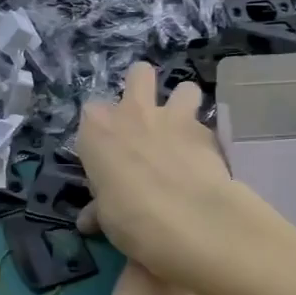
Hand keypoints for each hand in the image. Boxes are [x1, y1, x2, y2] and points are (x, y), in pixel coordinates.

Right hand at [74, 63, 260, 294]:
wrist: (187, 217)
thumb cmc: (129, 215)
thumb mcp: (106, 217)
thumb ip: (99, 209)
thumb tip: (89, 220)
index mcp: (97, 129)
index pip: (90, 113)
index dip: (100, 131)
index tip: (106, 154)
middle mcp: (132, 113)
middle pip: (138, 74)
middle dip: (142, 87)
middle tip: (145, 118)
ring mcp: (172, 117)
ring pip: (184, 88)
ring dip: (184, 106)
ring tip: (183, 130)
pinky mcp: (205, 132)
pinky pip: (205, 126)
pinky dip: (203, 141)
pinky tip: (204, 162)